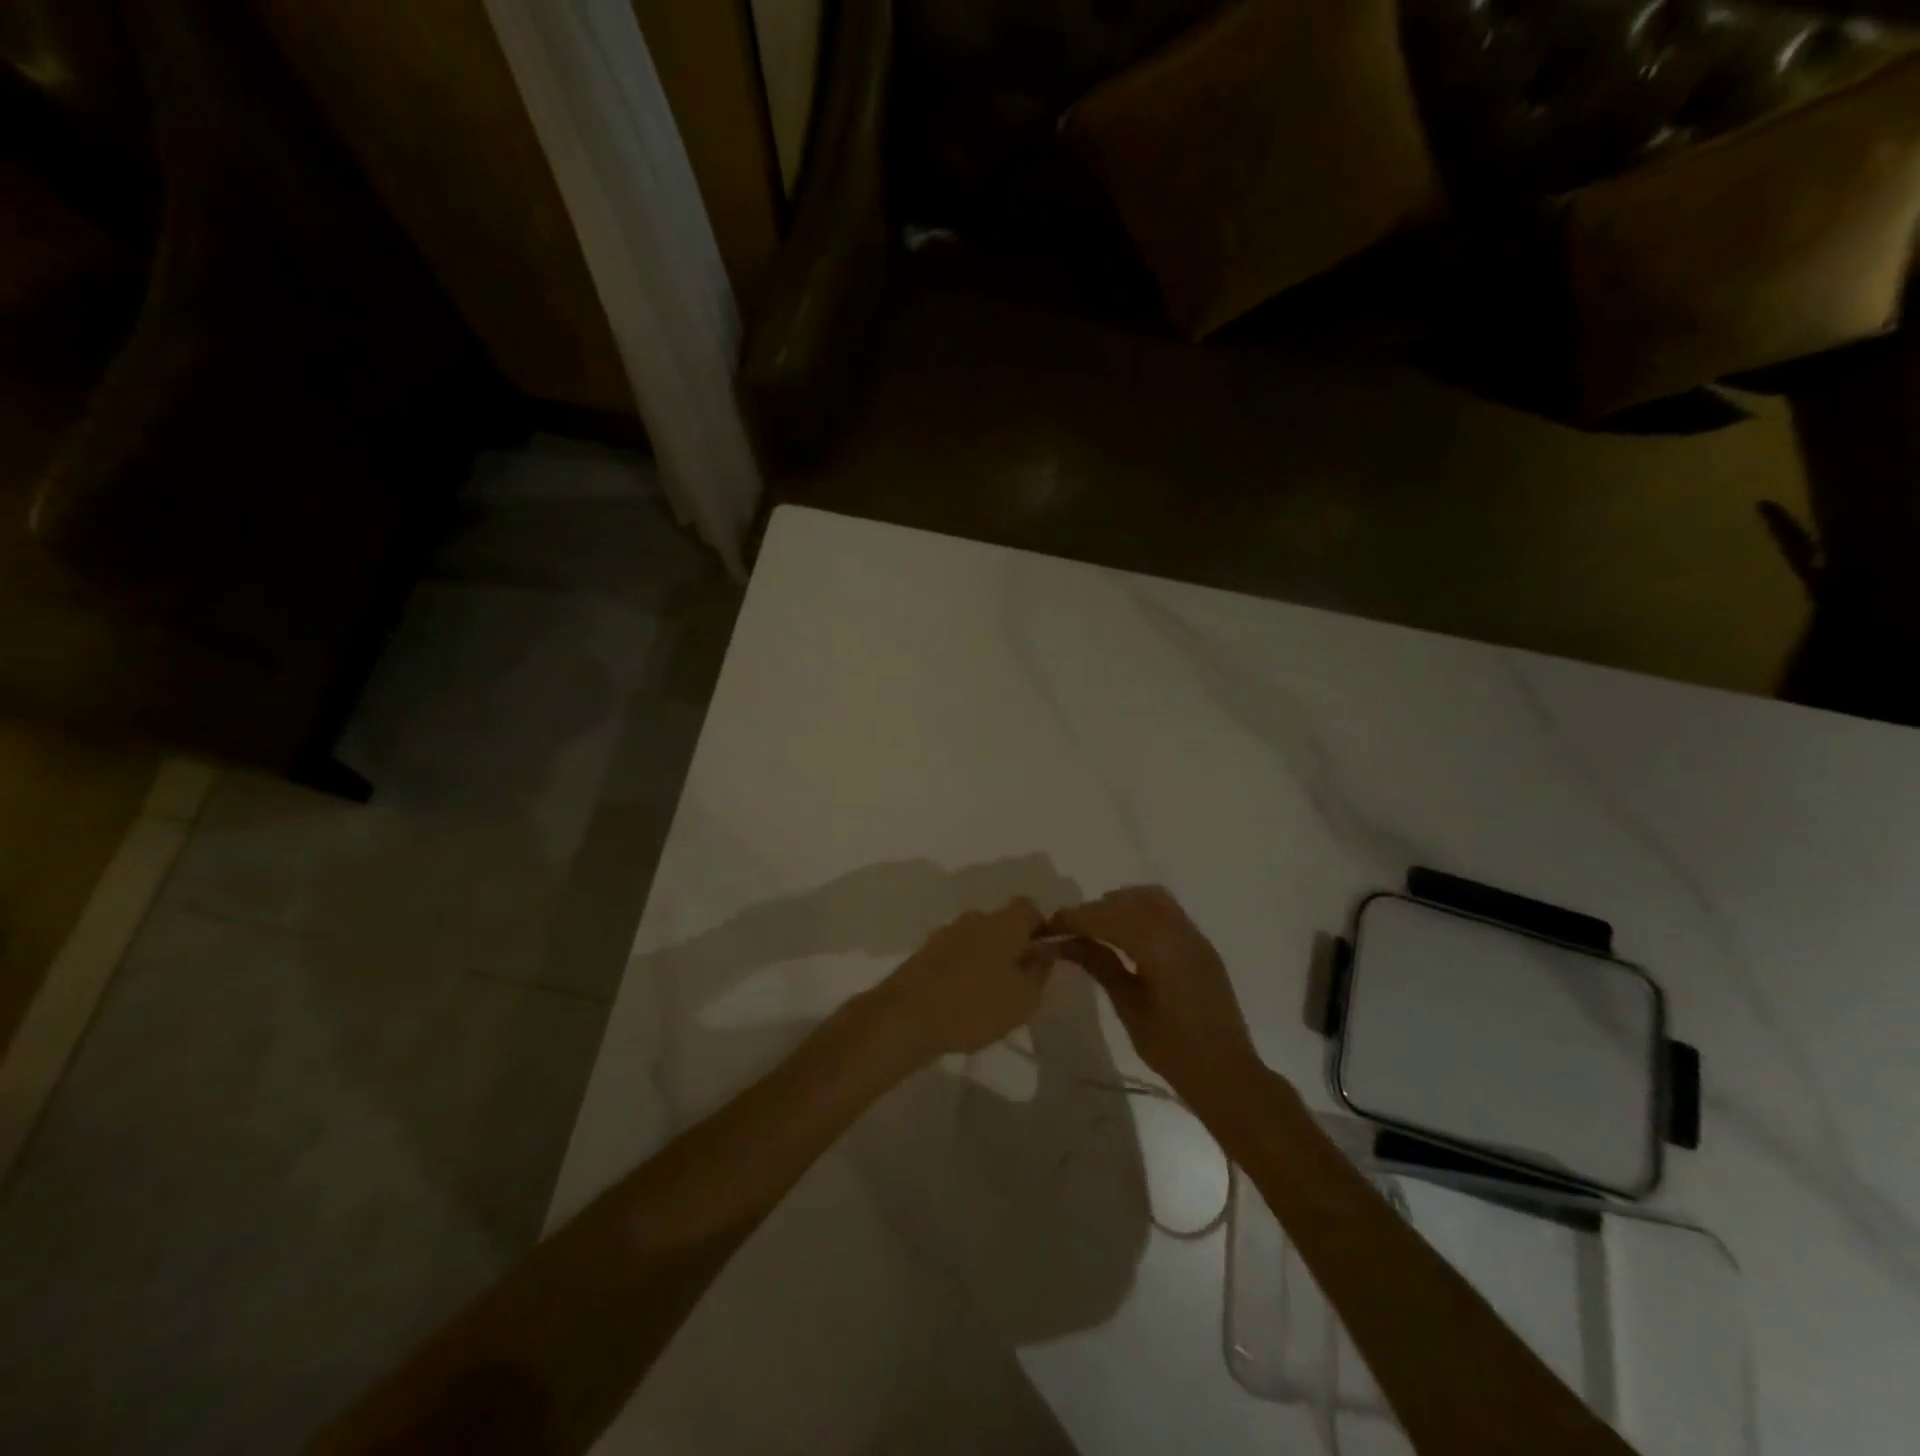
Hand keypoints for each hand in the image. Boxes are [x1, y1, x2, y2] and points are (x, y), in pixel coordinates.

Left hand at [874, 898, 1054, 1058]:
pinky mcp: (925, 954)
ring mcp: (946, 934)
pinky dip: (964, 970)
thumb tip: (1047, 948)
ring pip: (978, 939)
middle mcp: (974, 919)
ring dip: (987, 958)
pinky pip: (956, 954)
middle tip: (1020, 981)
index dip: (1040, 927)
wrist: (906, 1017)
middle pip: (1001, 923)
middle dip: (1013, 946)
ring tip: (992, 995)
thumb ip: (1040, 969)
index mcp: (1003, 923)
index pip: (1029, 908)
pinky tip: (964, 999)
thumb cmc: (975, 1005)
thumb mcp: (1023, 997)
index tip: (1044, 955)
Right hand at [1048, 886, 1265, 1107]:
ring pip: (1150, 899)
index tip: (1050, 926)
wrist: (1227, 1073)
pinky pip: (1167, 910)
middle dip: (1094, 910)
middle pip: (1128, 902)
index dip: (1076, 918)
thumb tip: (1066, 941)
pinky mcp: (1200, 944)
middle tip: (1068, 929)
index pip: (1109, 918)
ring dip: (1119, 904)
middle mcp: (1179, 931)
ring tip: (1096, 926)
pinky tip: (1126, 932)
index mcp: (1159, 948)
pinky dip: (1141, 909)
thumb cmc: (1172, 1048)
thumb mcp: (1129, 1006)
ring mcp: (1194, 935)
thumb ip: (1099, 965)